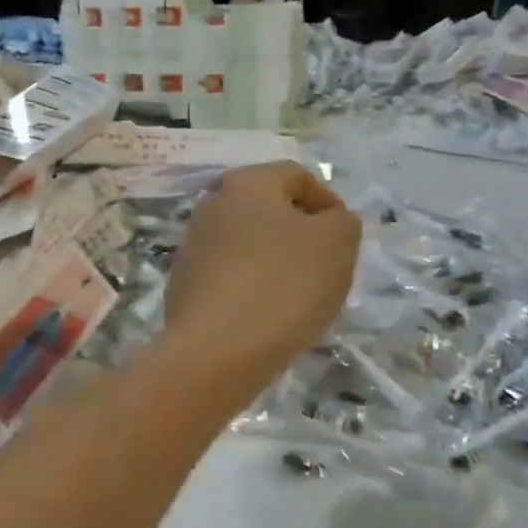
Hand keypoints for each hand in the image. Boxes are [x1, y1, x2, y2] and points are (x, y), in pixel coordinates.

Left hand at [162, 163, 359, 390]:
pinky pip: (229, 276)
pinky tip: (265, 316)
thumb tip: (327, 220)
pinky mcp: (183, 284)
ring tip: (297, 298)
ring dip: (274, 262)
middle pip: (268, 210)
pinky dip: (250, 287)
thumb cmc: (283, 285)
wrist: (216, 350)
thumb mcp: (337, 243)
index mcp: (246, 182)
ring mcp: (192, 245)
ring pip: (248, 244)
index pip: (298, 176)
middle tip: (324, 270)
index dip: (328, 204)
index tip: (345, 242)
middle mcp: (211, 204)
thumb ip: (342, 221)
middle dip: (300, 235)